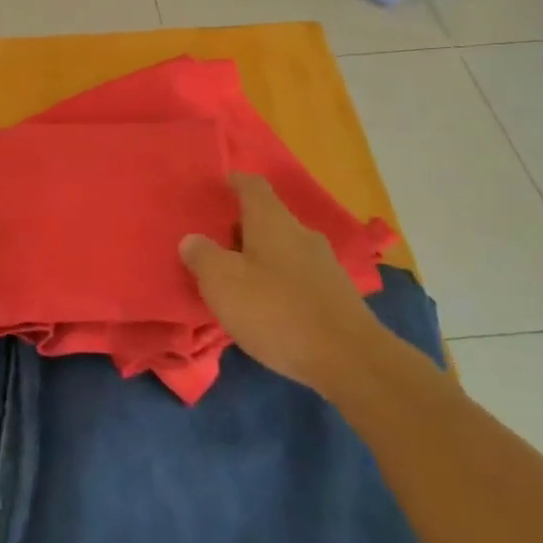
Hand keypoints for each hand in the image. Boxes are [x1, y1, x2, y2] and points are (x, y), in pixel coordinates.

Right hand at [180, 172, 381, 398]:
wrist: (349, 360)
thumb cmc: (276, 310)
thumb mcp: (222, 282)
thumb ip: (202, 256)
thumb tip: (192, 240)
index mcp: (272, 220)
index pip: (252, 185)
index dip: (234, 182)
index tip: (218, 187)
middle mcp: (301, 233)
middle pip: (268, 218)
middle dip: (242, 228)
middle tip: (215, 245)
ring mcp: (324, 264)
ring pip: (284, 249)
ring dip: (261, 258)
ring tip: (238, 280)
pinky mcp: (337, 295)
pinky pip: (299, 277)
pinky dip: (280, 283)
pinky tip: (268, 307)